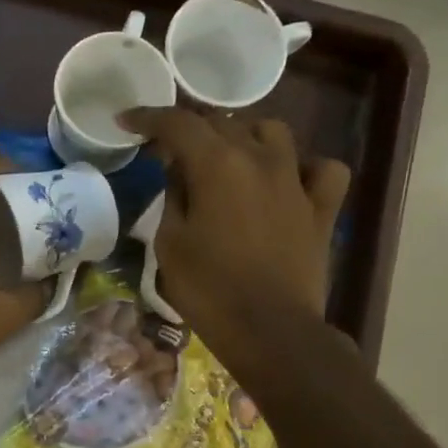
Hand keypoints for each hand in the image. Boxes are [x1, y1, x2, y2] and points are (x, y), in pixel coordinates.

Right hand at [118, 108, 349, 367]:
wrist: (270, 330)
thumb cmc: (208, 289)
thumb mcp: (170, 243)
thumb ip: (173, 196)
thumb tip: (179, 171)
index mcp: (217, 164)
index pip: (178, 124)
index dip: (148, 118)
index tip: (126, 120)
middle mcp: (260, 158)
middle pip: (222, 122)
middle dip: (190, 128)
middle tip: (168, 148)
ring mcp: (296, 180)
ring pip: (272, 132)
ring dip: (243, 136)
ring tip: (227, 156)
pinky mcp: (321, 207)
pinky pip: (321, 169)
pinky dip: (303, 167)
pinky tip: (289, 179)